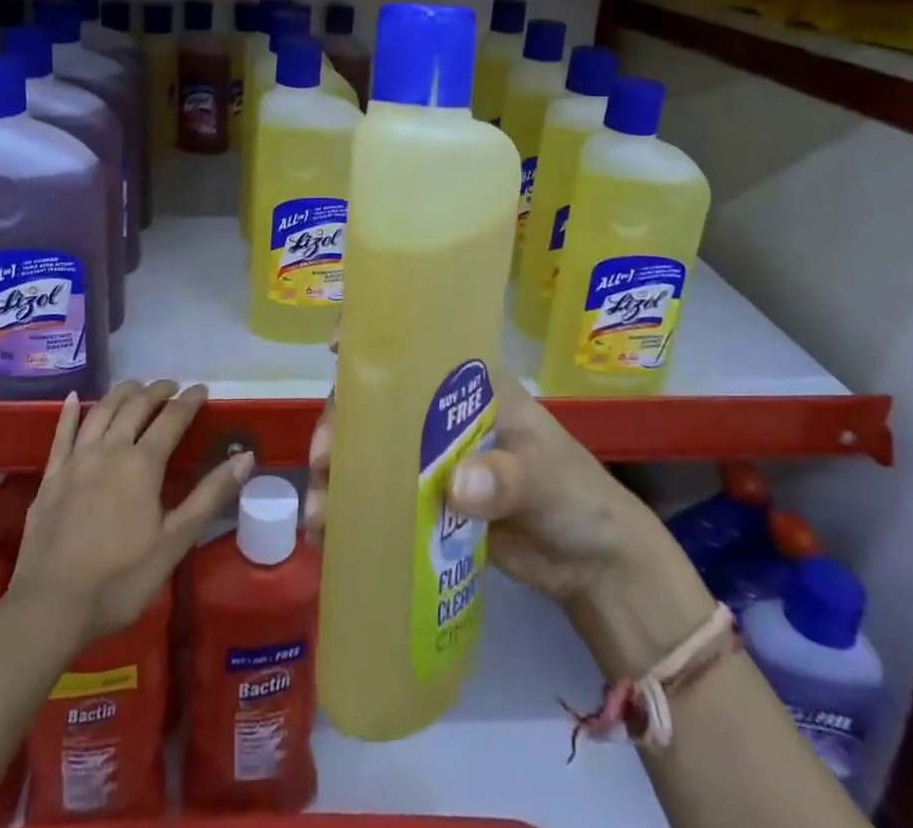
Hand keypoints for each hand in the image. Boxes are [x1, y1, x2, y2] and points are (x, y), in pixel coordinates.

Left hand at [9, 380, 251, 647]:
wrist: (49, 608)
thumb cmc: (120, 580)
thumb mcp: (174, 542)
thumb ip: (210, 495)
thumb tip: (246, 457)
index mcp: (142, 464)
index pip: (172, 419)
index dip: (189, 401)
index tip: (202, 390)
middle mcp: (110, 450)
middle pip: (136, 406)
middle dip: (157, 390)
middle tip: (171, 386)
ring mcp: (76, 460)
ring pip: (100, 411)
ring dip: (121, 393)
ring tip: (135, 386)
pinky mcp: (50, 477)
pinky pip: (61, 433)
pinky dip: (68, 412)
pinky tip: (72, 397)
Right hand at [306, 367, 651, 604]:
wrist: (594, 567)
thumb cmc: (575, 495)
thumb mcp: (545, 476)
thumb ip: (506, 477)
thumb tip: (457, 486)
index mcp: (469, 387)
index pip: (415, 350)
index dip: (374, 344)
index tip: (336, 351)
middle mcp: (440, 415)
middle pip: (377, 405)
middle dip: (341, 426)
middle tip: (324, 460)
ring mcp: (430, 460)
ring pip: (370, 454)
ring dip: (337, 477)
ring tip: (318, 516)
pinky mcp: (426, 505)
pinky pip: (380, 500)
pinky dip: (351, 514)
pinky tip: (327, 539)